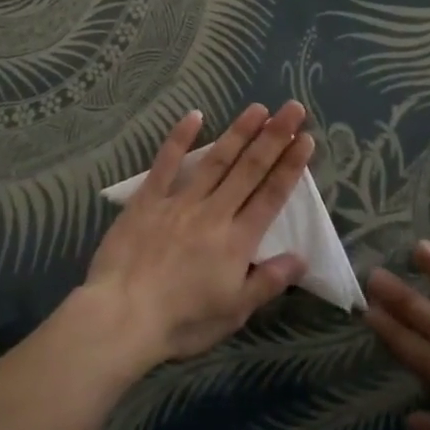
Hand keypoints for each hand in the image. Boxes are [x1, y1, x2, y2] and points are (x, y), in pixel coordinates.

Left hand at [82, 103, 312, 368]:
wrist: (122, 316)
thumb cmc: (182, 321)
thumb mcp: (234, 312)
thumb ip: (268, 282)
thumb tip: (301, 257)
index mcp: (237, 240)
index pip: (271, 196)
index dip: (290, 167)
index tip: (306, 139)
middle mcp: (214, 212)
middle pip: (250, 169)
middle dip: (274, 137)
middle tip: (292, 108)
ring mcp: (180, 201)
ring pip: (216, 160)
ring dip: (239, 132)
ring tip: (258, 108)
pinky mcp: (148, 199)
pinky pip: (166, 162)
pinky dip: (180, 138)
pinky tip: (195, 115)